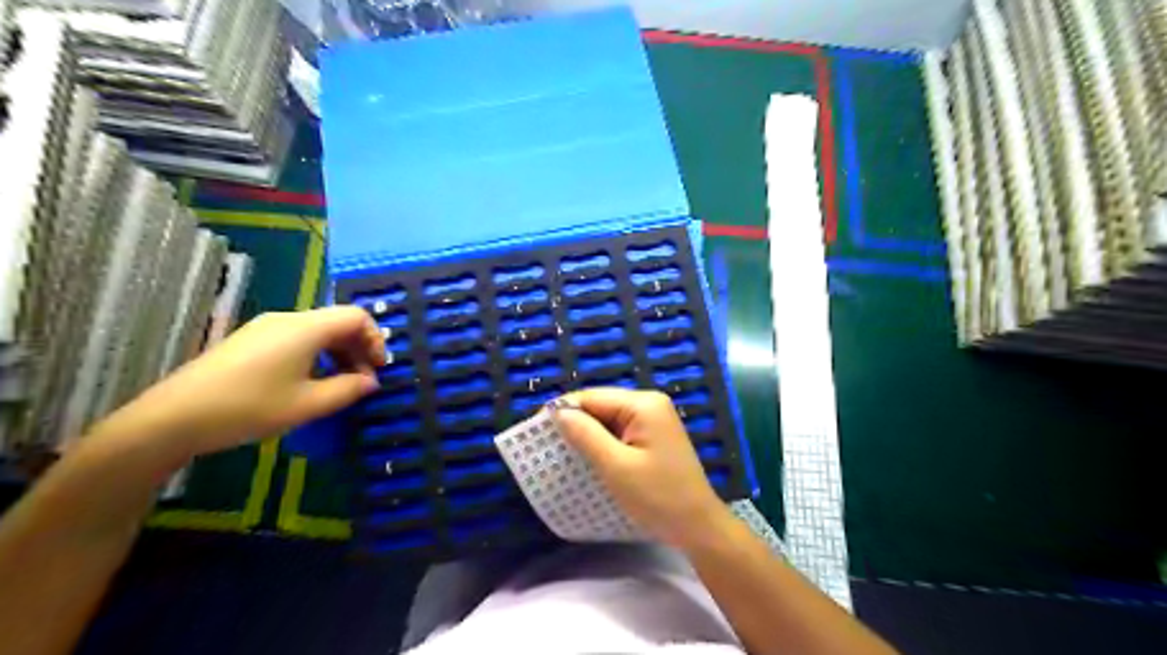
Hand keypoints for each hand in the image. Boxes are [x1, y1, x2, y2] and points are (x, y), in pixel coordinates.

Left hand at [95, 307, 386, 460]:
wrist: (173, 418)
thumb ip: (348, 389)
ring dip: (338, 352)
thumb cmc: (250, 408)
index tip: (377, 369)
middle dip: (358, 348)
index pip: (356, 316)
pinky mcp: (250, 340)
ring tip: (339, 384)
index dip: (376, 339)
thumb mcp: (309, 404)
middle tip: (363, 381)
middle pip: (338, 321)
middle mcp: (288, 319)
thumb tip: (370, 381)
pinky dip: (316, 354)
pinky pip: (297, 337)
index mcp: (306, 328)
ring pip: (317, 330)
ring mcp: (265, 327)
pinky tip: (309, 381)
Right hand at [551, 388, 727, 545]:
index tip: (537, 429)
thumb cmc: (657, 497)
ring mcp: (655, 419)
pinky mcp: (654, 436)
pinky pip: (621, 431)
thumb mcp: (616, 466)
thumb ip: (585, 435)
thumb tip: (558, 411)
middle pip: (602, 405)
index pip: (593, 397)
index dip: (564, 410)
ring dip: (588, 434)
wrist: (697, 526)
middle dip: (576, 422)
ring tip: (564, 452)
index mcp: (643, 404)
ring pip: (609, 419)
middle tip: (547, 443)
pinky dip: (603, 442)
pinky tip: (589, 457)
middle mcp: (650, 403)